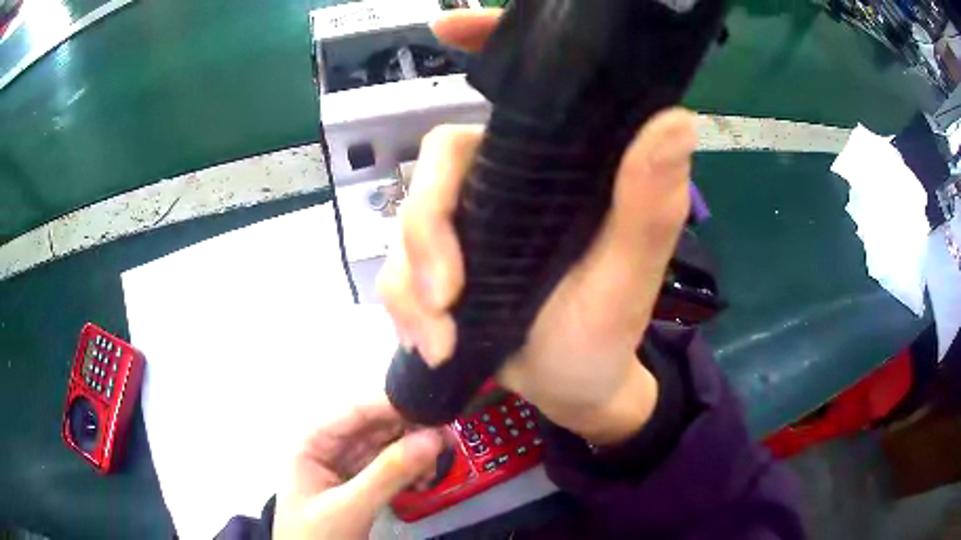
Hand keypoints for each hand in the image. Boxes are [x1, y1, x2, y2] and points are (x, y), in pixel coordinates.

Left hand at [273, 398, 443, 538]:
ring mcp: (345, 466)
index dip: (394, 403)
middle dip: (411, 431)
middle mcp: (329, 447)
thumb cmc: (317, 537)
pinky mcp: (360, 484)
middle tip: (448, 439)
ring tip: (436, 467)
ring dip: (414, 454)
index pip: (355, 410)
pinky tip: (424, 481)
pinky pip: (389, 468)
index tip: (437, 406)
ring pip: (386, 446)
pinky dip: (410, 472)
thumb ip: (388, 474)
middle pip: (375, 426)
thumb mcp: (349, 507)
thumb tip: (435, 436)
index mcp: (313, 441)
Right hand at [377, 10, 696, 445]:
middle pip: (439, 162)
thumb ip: (649, 206)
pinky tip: (430, 345)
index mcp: (562, 170)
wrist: (570, 390)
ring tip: (440, 341)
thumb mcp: (630, 279)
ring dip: (411, 285)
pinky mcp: (440, 263)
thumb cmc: (606, 335)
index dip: (485, 45)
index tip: (445, 27)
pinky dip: (404, 308)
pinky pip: (397, 269)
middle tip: (446, 296)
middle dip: (427, 230)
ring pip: (407, 223)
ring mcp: (470, 224)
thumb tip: (675, 116)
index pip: (523, 91)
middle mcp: (511, 182)